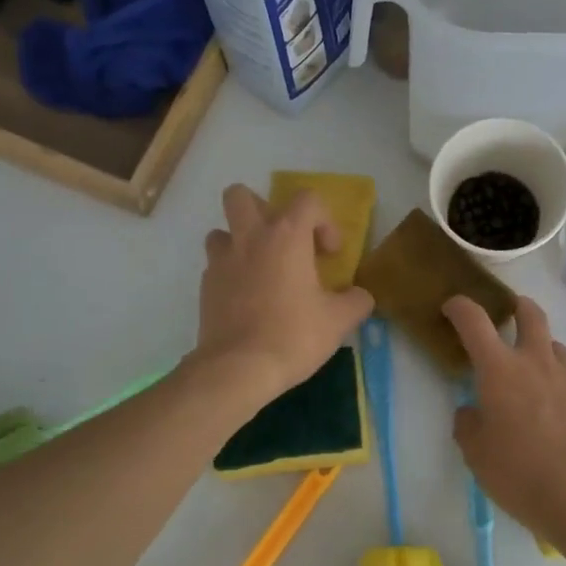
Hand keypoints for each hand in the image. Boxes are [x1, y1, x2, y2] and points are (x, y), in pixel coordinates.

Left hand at [192, 184, 373, 404]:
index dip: (324, 220)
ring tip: (261, 270)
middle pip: (241, 196)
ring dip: (241, 242)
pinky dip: (232, 275)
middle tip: (281, 242)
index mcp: (285, 236)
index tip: (329, 254)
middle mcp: (249, 238)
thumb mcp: (339, 321)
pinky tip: (248, 301)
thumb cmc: (293, 335)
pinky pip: (216, 267)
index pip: (306, 199)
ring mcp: (221, 262)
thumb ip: (356, 301)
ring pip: (222, 231)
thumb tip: (360, 296)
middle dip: (262, 209)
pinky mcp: (205, 288)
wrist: (239, 369)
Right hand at [444, 295, 565, 543]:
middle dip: (519, 308)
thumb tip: (471, 411)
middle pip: (530, 315)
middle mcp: (536, 362)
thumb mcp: (475, 454)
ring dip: (546, 353)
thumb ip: (468, 425)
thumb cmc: (517, 473)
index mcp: (499, 370)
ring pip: (558, 347)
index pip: (474, 322)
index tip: (453, 308)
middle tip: (512, 313)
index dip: (460, 308)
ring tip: (541, 376)